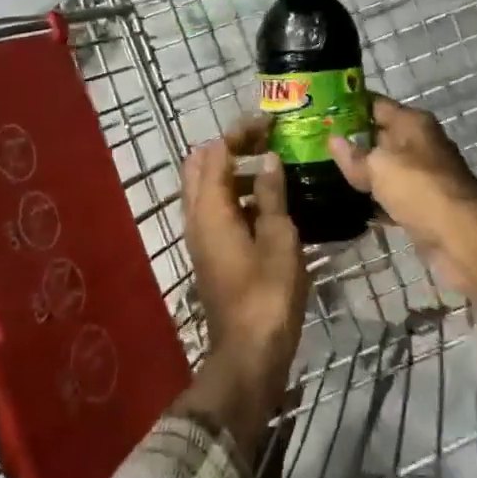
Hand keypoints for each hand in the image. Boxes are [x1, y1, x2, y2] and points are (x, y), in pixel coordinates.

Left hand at [178, 117, 309, 455]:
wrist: (249, 353)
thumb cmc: (268, 293)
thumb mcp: (279, 238)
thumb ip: (272, 195)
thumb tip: (269, 160)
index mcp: (211, 208)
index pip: (216, 152)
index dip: (241, 133)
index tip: (270, 124)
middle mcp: (197, 217)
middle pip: (203, 166)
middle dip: (232, 147)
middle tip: (267, 142)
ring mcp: (200, 236)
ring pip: (208, 188)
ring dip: (234, 171)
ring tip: (274, 167)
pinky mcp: (210, 253)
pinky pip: (216, 210)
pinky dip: (235, 195)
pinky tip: (268, 202)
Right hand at [327, 94, 476, 306]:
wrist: (463, 240)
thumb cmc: (421, 190)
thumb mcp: (380, 167)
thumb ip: (354, 155)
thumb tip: (333, 140)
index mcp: (413, 123)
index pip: (375, 104)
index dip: (348, 104)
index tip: (319, 109)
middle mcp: (419, 144)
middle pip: (378, 135)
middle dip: (349, 139)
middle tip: (311, 143)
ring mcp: (421, 176)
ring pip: (383, 167)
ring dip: (359, 171)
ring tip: (321, 171)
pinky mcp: (421, 205)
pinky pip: (390, 195)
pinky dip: (372, 199)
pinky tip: (345, 203)